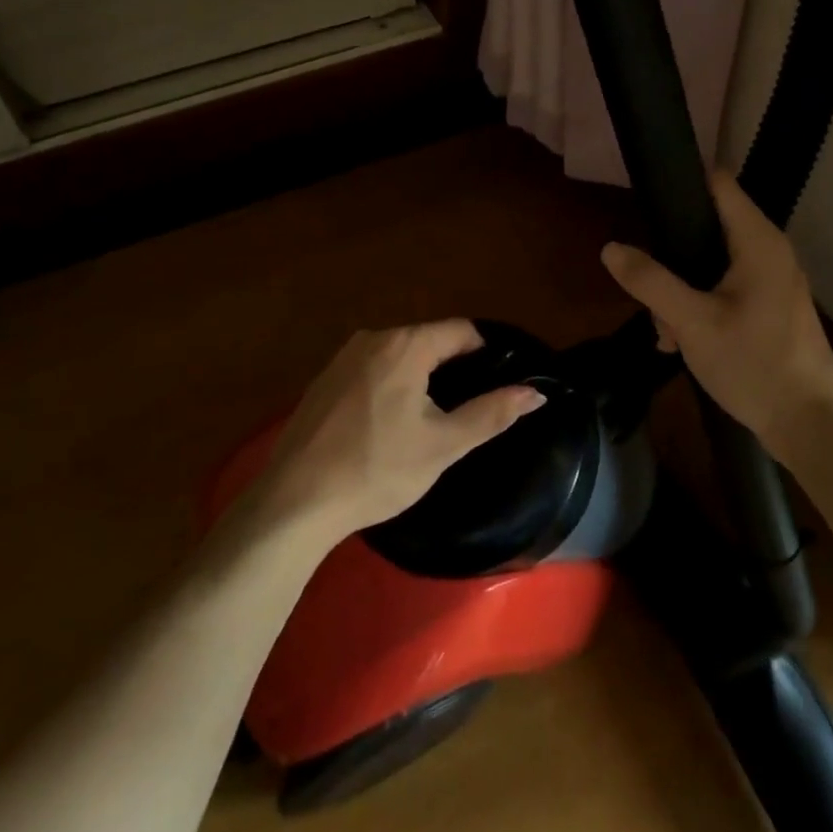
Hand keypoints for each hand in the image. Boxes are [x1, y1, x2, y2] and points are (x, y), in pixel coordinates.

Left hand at [255, 321, 545, 539]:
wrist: (296, 501)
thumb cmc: (377, 470)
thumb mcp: (443, 445)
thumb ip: (492, 413)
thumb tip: (536, 392)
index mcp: (405, 345)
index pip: (461, 331)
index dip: (486, 352)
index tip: (499, 382)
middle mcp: (372, 338)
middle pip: (428, 340)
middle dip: (452, 367)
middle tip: (467, 408)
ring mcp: (343, 357)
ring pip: (399, 355)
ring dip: (421, 377)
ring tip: (432, 418)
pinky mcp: (324, 379)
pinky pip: (372, 369)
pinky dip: (390, 385)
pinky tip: (389, 423)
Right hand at [600, 171, 832, 463]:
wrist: (812, 424)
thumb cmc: (755, 363)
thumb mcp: (693, 321)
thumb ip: (650, 281)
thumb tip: (610, 248)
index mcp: (757, 240)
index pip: (717, 182)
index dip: (680, 182)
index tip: (642, 200)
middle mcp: (768, 251)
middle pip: (706, 226)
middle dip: (670, 255)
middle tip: (647, 288)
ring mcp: (770, 281)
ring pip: (709, 264)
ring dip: (679, 290)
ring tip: (665, 332)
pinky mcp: (767, 308)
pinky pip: (723, 290)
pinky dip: (698, 307)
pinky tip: (680, 343)